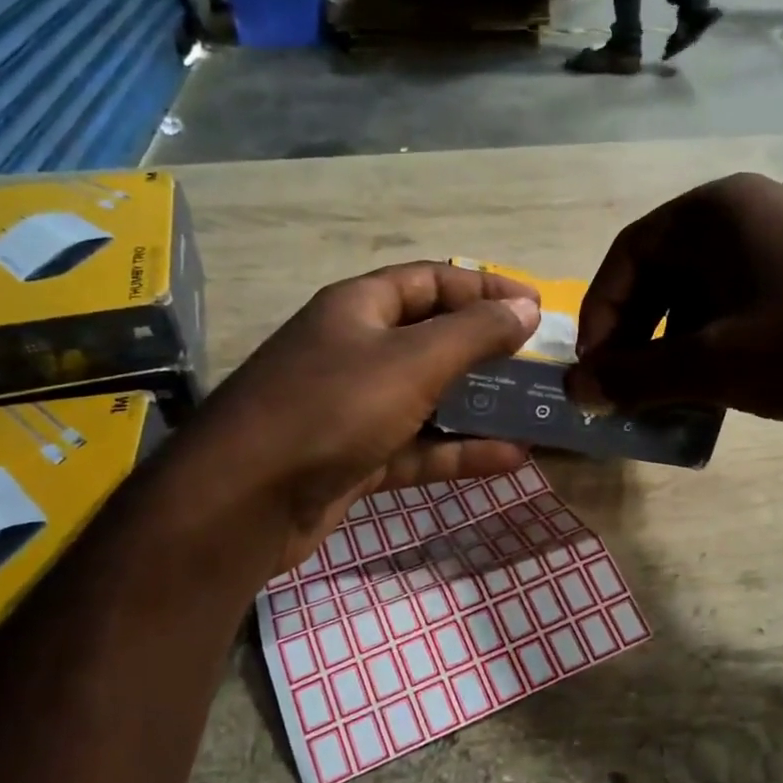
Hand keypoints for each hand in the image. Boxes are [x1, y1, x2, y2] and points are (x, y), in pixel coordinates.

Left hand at [192, 263, 540, 568]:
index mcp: (359, 308)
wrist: (245, 501)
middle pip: (431, 339)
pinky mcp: (356, 458)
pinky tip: (511, 458)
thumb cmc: (331, 409)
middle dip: (486, 350)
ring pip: (429, 399)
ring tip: (534, 412)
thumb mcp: (411, 362)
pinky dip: (459, 451)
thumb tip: (526, 308)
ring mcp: (353, 408)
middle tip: (538, 363)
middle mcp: (354, 350)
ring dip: (479, 406)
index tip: (535, 308)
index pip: (431, 281)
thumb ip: (473, 333)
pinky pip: (418, 447)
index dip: (484, 288)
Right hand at [565, 174, 782, 438]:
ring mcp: (782, 241)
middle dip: (635, 337)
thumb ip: (635, 376)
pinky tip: (714, 389)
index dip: (600, 317)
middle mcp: (745, 212)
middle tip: (625, 391)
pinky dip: (711, 346)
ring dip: (671, 348)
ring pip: (697, 295)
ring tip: (667, 400)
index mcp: (716, 212)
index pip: (627, 256)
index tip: (593, 374)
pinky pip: (735, 305)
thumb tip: (573, 390)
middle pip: (660, 274)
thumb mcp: (716, 366)